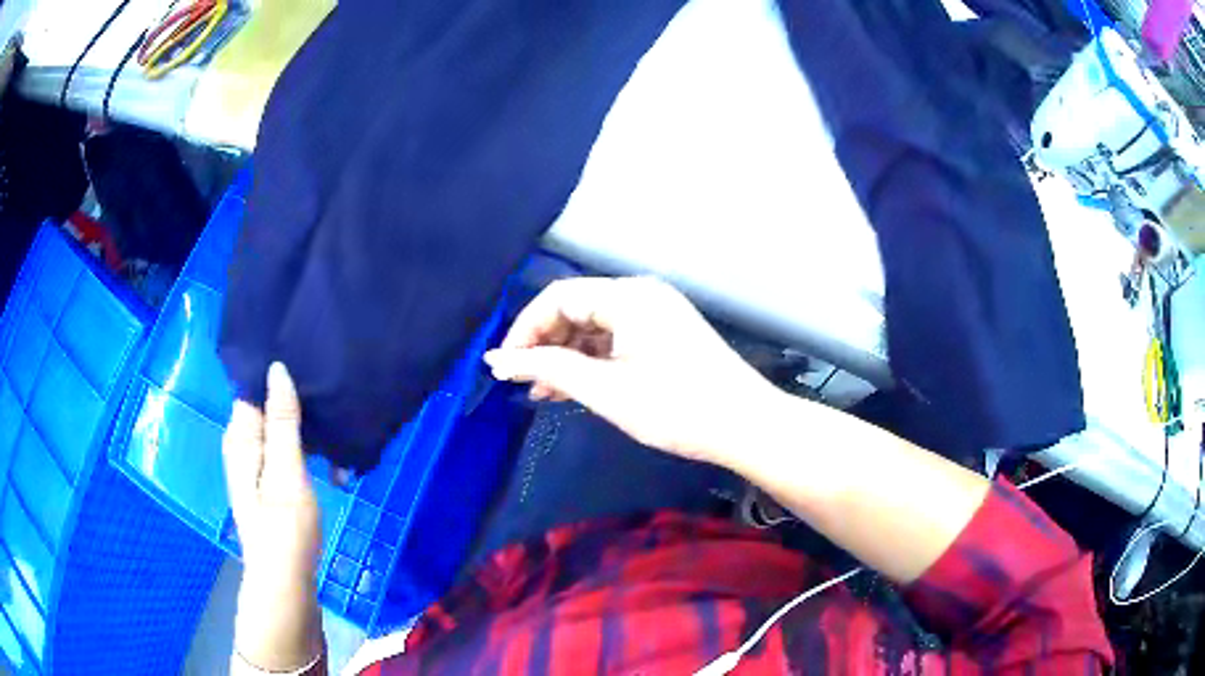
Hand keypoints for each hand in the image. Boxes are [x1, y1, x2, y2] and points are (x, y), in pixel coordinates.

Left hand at [223, 363, 323, 671]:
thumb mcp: (286, 472)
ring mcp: (255, 466)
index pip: (253, 388)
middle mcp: (243, 446)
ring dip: (305, 428)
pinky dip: (305, 450)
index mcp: (241, 438)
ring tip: (336, 424)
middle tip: (330, 394)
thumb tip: (277, 368)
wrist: (286, 581)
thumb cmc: (285, 527)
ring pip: (279, 430)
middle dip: (295, 401)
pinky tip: (330, 458)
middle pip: (266, 408)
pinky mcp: (270, 483)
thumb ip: (282, 421)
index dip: (277, 375)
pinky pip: (286, 450)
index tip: (309, 363)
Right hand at [484, 277, 775, 466]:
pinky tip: (575, 389)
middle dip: (545, 345)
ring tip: (543, 393)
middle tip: (524, 383)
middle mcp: (642, 295)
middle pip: (576, 309)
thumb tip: (497, 360)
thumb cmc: (677, 408)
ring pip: (595, 327)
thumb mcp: (606, 390)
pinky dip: (593, 361)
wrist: (747, 427)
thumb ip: (548, 369)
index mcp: (628, 296)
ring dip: (567, 357)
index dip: (525, 330)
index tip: (504, 366)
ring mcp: (657, 314)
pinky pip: (616, 340)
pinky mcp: (666, 335)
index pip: (558, 298)